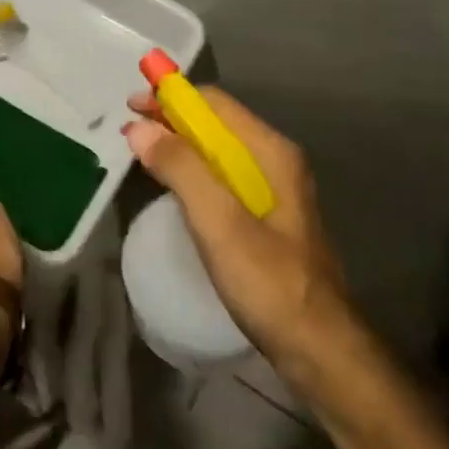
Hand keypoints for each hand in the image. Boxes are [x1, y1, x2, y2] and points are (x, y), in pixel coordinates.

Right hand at [124, 89, 350, 385]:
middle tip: (130, 132)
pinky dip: (192, 170)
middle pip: (216, 122)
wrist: (319, 350)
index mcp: (270, 152)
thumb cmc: (270, 282)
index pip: (214, 103)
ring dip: (179, 144)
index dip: (170, 98)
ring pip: (217, 150)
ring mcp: (272, 189)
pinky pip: (221, 176)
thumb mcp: (220, 223)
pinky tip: (172, 187)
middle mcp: (274, 160)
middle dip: (171, 119)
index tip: (130, 107)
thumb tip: (140, 128)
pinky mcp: (265, 216)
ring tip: (143, 153)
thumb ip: (181, 170)